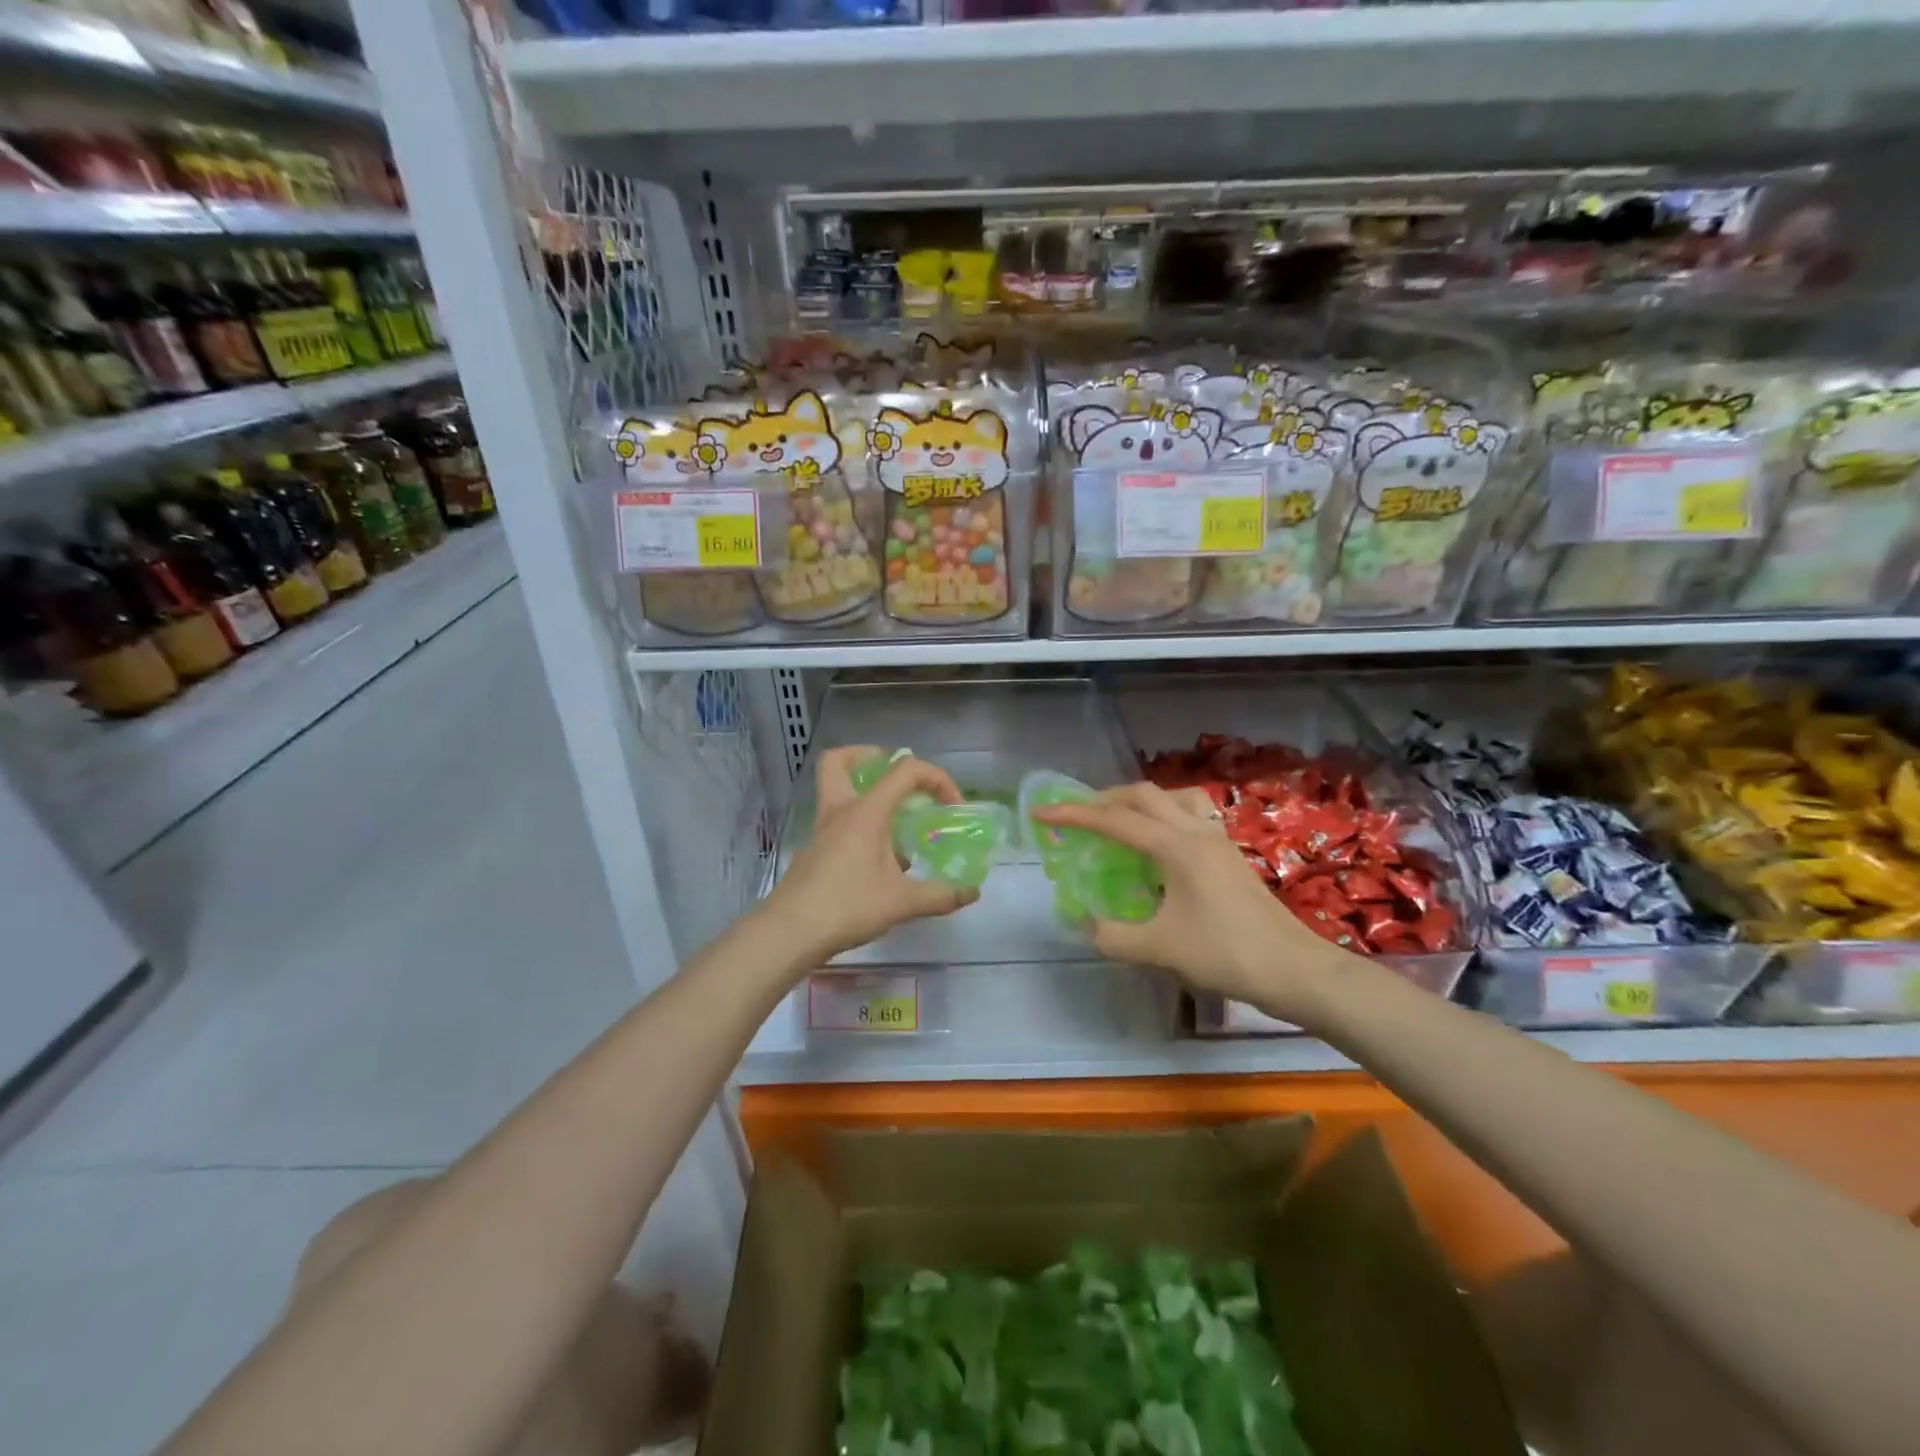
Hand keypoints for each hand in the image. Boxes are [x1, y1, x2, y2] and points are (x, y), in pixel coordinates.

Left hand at [759, 745, 980, 962]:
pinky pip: (838, 822)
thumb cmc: (847, 907)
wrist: (790, 933)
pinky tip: (878, 859)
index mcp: (866, 811)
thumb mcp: (901, 903)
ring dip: (864, 792)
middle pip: (840, 761)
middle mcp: (840, 811)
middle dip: (870, 758)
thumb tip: (971, 893)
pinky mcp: (814, 852)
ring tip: (895, 820)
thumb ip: (940, 895)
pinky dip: (859, 826)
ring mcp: (822, 831)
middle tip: (897, 779)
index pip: (905, 770)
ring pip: (835, 790)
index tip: (953, 807)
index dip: (937, 778)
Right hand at [1033, 782, 1364, 1023]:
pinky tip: (1159, 847)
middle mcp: (1196, 832)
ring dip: (1140, 801)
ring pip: (1173, 798)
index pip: (1114, 820)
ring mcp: (1217, 839)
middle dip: (1104, 798)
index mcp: (1175, 847)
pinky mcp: (1229, 854)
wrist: (1293, 969)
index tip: (1042, 813)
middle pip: (1144, 795)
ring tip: (1119, 821)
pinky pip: (1190, 816)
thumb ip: (1113, 936)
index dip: (1074, 814)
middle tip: (1077, 815)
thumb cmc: (1226, 954)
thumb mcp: (1159, 950)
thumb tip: (1087, 924)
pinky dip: (1164, 816)